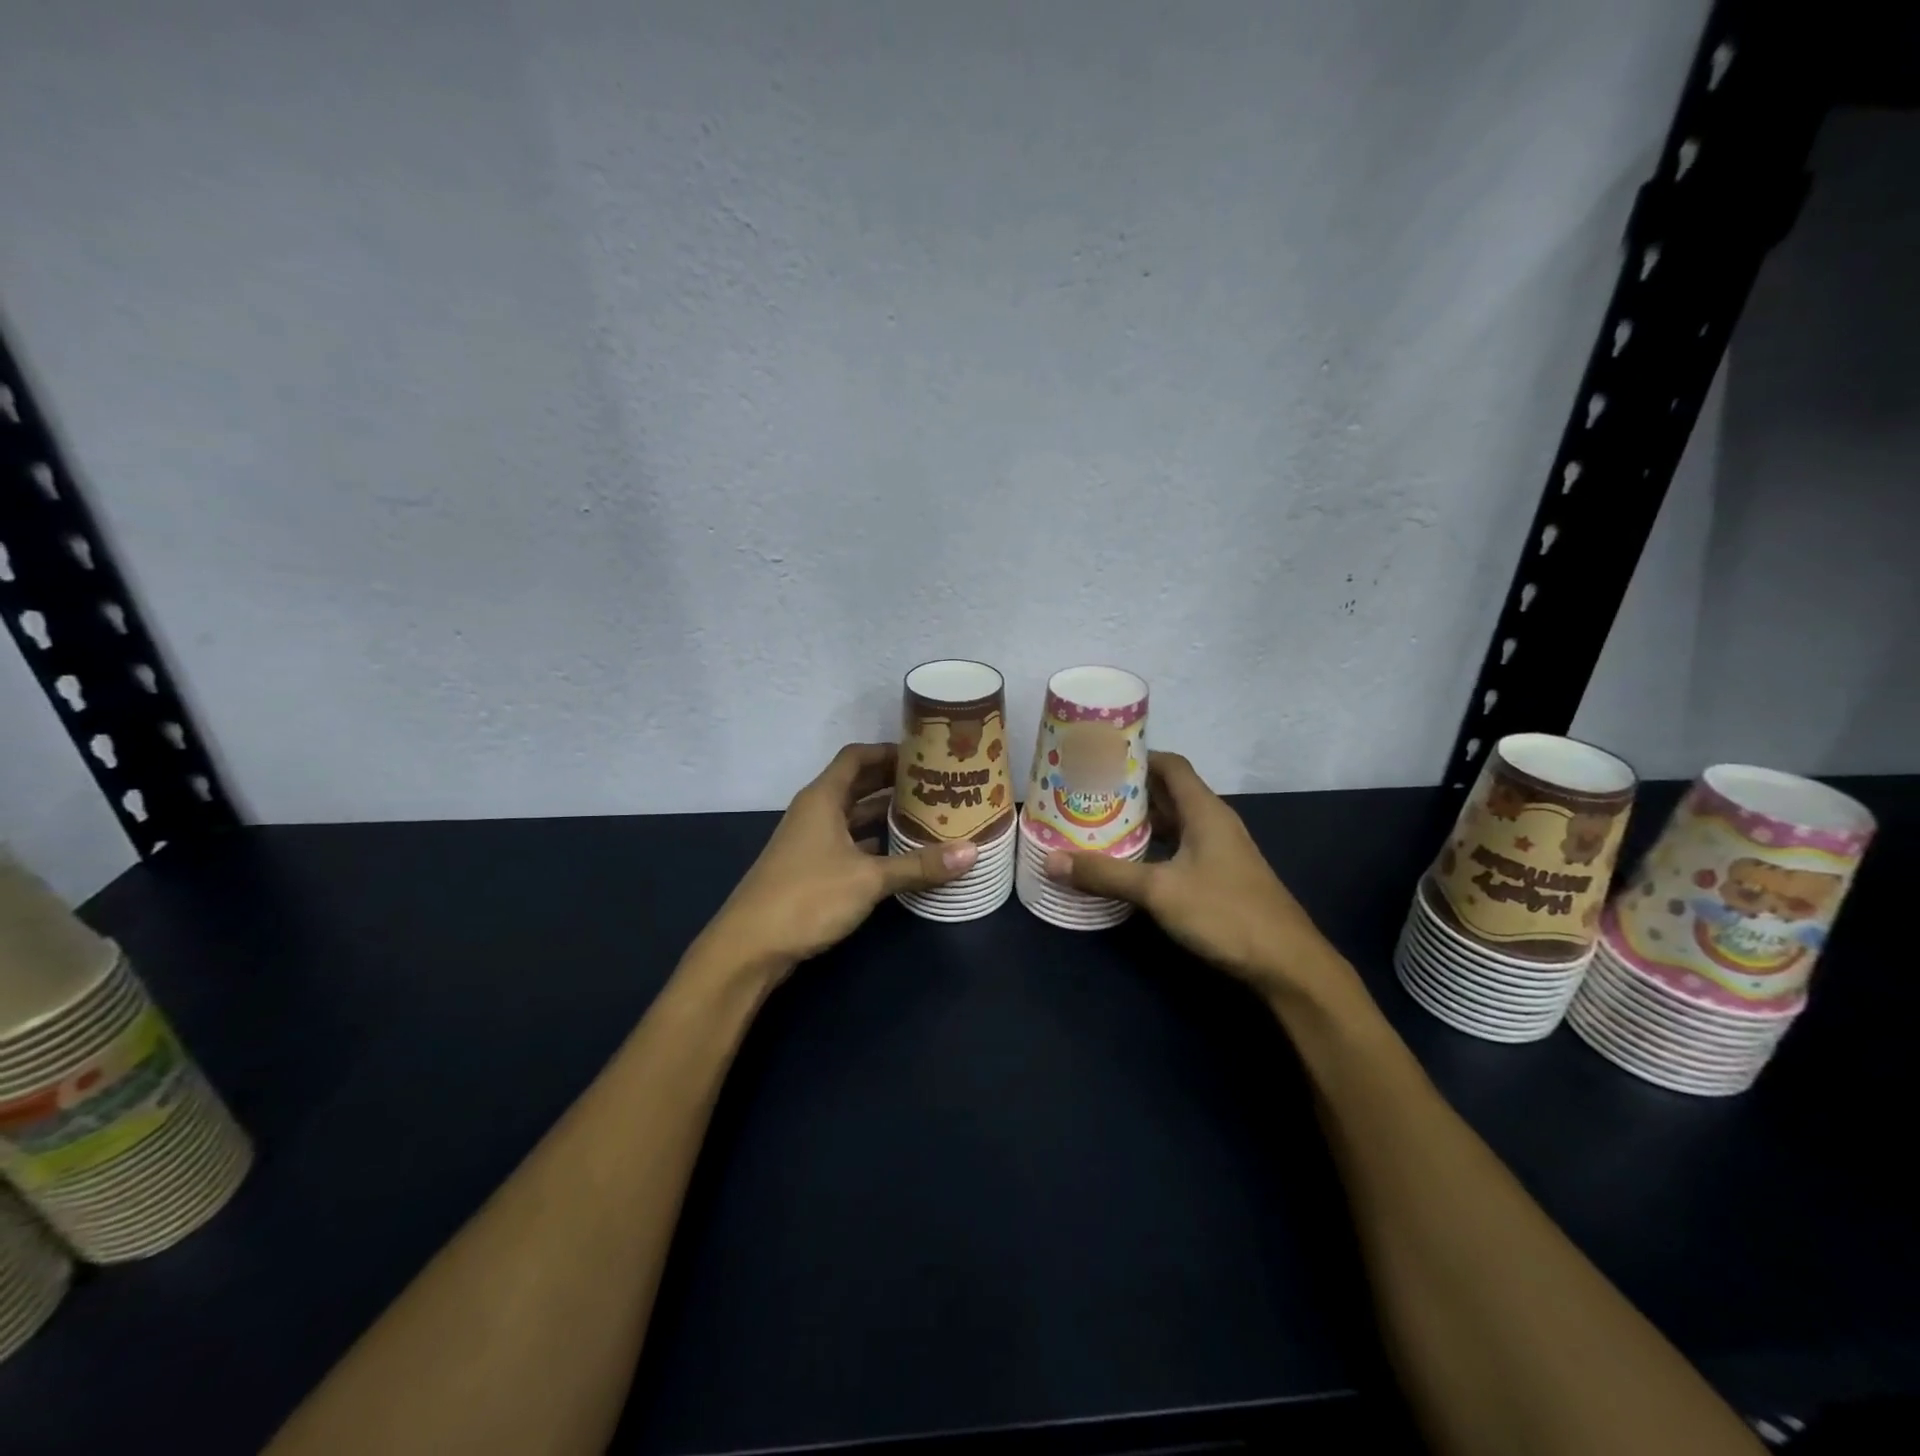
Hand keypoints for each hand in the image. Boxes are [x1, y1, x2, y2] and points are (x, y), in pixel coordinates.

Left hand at [695, 744, 977, 982]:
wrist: (749, 947)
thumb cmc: (807, 897)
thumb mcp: (869, 879)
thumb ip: (919, 865)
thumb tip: (972, 852)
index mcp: (822, 798)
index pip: (856, 756)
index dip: (888, 751)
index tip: (924, 754)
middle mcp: (814, 812)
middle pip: (857, 784)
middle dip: (893, 782)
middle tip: (936, 784)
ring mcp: (810, 841)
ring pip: (852, 816)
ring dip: (884, 814)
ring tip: (927, 814)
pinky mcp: (810, 868)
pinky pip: (848, 842)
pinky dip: (873, 842)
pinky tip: (901, 852)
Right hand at [1044, 752, 1349, 1003]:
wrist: (1288, 964)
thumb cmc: (1225, 913)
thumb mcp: (1159, 891)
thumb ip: (1105, 874)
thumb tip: (1051, 861)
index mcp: (1204, 811)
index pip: (1170, 765)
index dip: (1137, 757)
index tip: (1098, 759)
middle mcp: (1213, 823)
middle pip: (1168, 792)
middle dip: (1129, 791)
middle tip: (1086, 792)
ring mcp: (1219, 852)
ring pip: (1174, 823)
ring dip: (1140, 821)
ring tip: (1098, 822)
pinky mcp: (1220, 877)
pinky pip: (1179, 848)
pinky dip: (1153, 848)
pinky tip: (1128, 862)